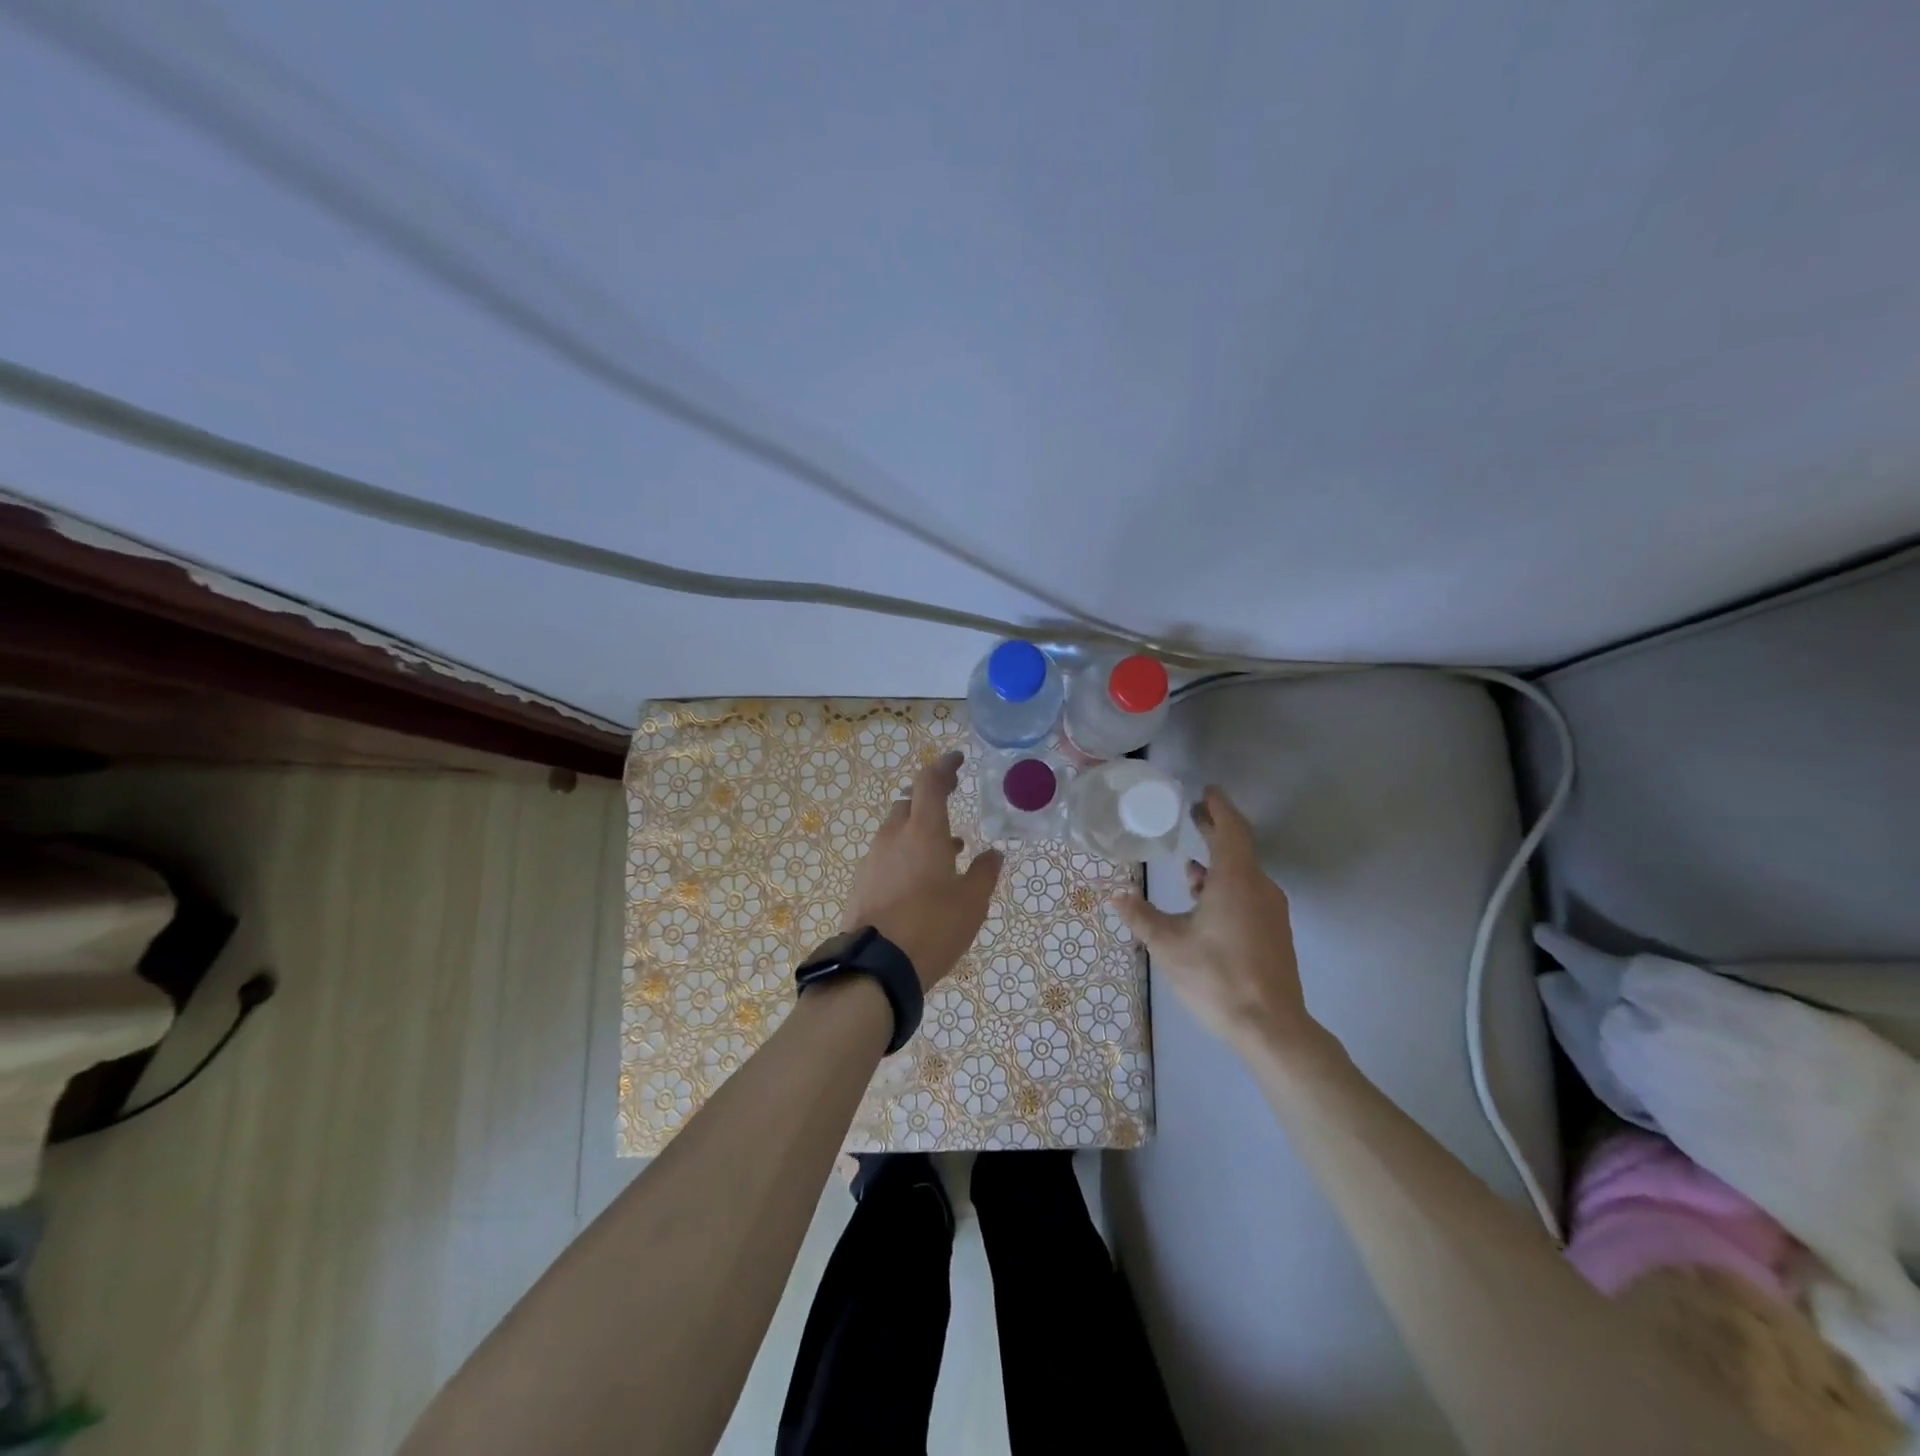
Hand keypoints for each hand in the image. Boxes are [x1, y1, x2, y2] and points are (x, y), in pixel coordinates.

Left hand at [842, 749, 1003, 991]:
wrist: (876, 966)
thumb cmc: (932, 927)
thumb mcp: (971, 903)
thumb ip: (984, 873)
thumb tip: (993, 854)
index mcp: (923, 832)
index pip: (930, 782)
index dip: (944, 766)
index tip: (957, 760)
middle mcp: (894, 837)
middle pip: (909, 803)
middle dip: (929, 798)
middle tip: (951, 803)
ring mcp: (873, 859)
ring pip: (896, 829)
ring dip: (919, 829)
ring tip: (947, 849)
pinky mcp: (862, 881)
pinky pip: (887, 853)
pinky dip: (905, 852)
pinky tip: (922, 877)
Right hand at [1112, 786, 1311, 1052]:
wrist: (1272, 1027)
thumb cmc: (1217, 977)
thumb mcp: (1169, 946)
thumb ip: (1142, 918)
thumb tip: (1118, 898)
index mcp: (1236, 881)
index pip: (1231, 829)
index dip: (1218, 807)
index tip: (1205, 791)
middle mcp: (1259, 888)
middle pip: (1239, 848)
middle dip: (1216, 829)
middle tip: (1194, 814)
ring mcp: (1271, 912)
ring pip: (1243, 874)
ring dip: (1218, 863)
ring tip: (1190, 865)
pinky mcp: (1274, 933)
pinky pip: (1249, 894)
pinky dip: (1226, 886)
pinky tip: (1205, 904)